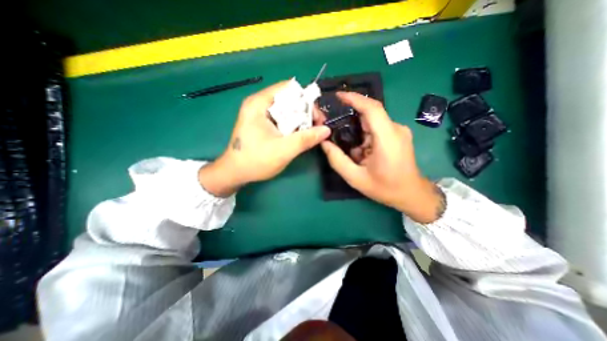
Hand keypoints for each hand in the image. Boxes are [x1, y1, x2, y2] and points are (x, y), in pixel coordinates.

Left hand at [200, 81, 331, 197]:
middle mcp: (259, 103)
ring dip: (301, 119)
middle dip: (306, 111)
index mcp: (259, 103)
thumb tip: (326, 130)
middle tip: (317, 127)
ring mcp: (259, 113)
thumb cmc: (255, 161)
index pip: (289, 89)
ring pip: (287, 109)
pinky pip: (282, 118)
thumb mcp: (283, 150)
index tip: (317, 117)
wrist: (235, 173)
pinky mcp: (262, 122)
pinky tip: (299, 135)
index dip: (306, 100)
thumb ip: (305, 139)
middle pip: (289, 98)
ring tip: (310, 132)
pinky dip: (293, 125)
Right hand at [322, 92, 444, 223]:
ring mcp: (398, 131)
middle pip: (369, 114)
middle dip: (350, 117)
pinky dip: (364, 136)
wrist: (411, 194)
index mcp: (387, 138)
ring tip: (346, 145)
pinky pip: (377, 129)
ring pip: (371, 122)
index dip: (354, 98)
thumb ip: (337, 160)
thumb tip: (324, 143)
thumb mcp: (355, 178)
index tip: (338, 95)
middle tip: (333, 124)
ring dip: (357, 131)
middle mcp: (395, 129)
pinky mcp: (397, 135)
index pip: (372, 108)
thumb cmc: (385, 188)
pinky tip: (359, 151)